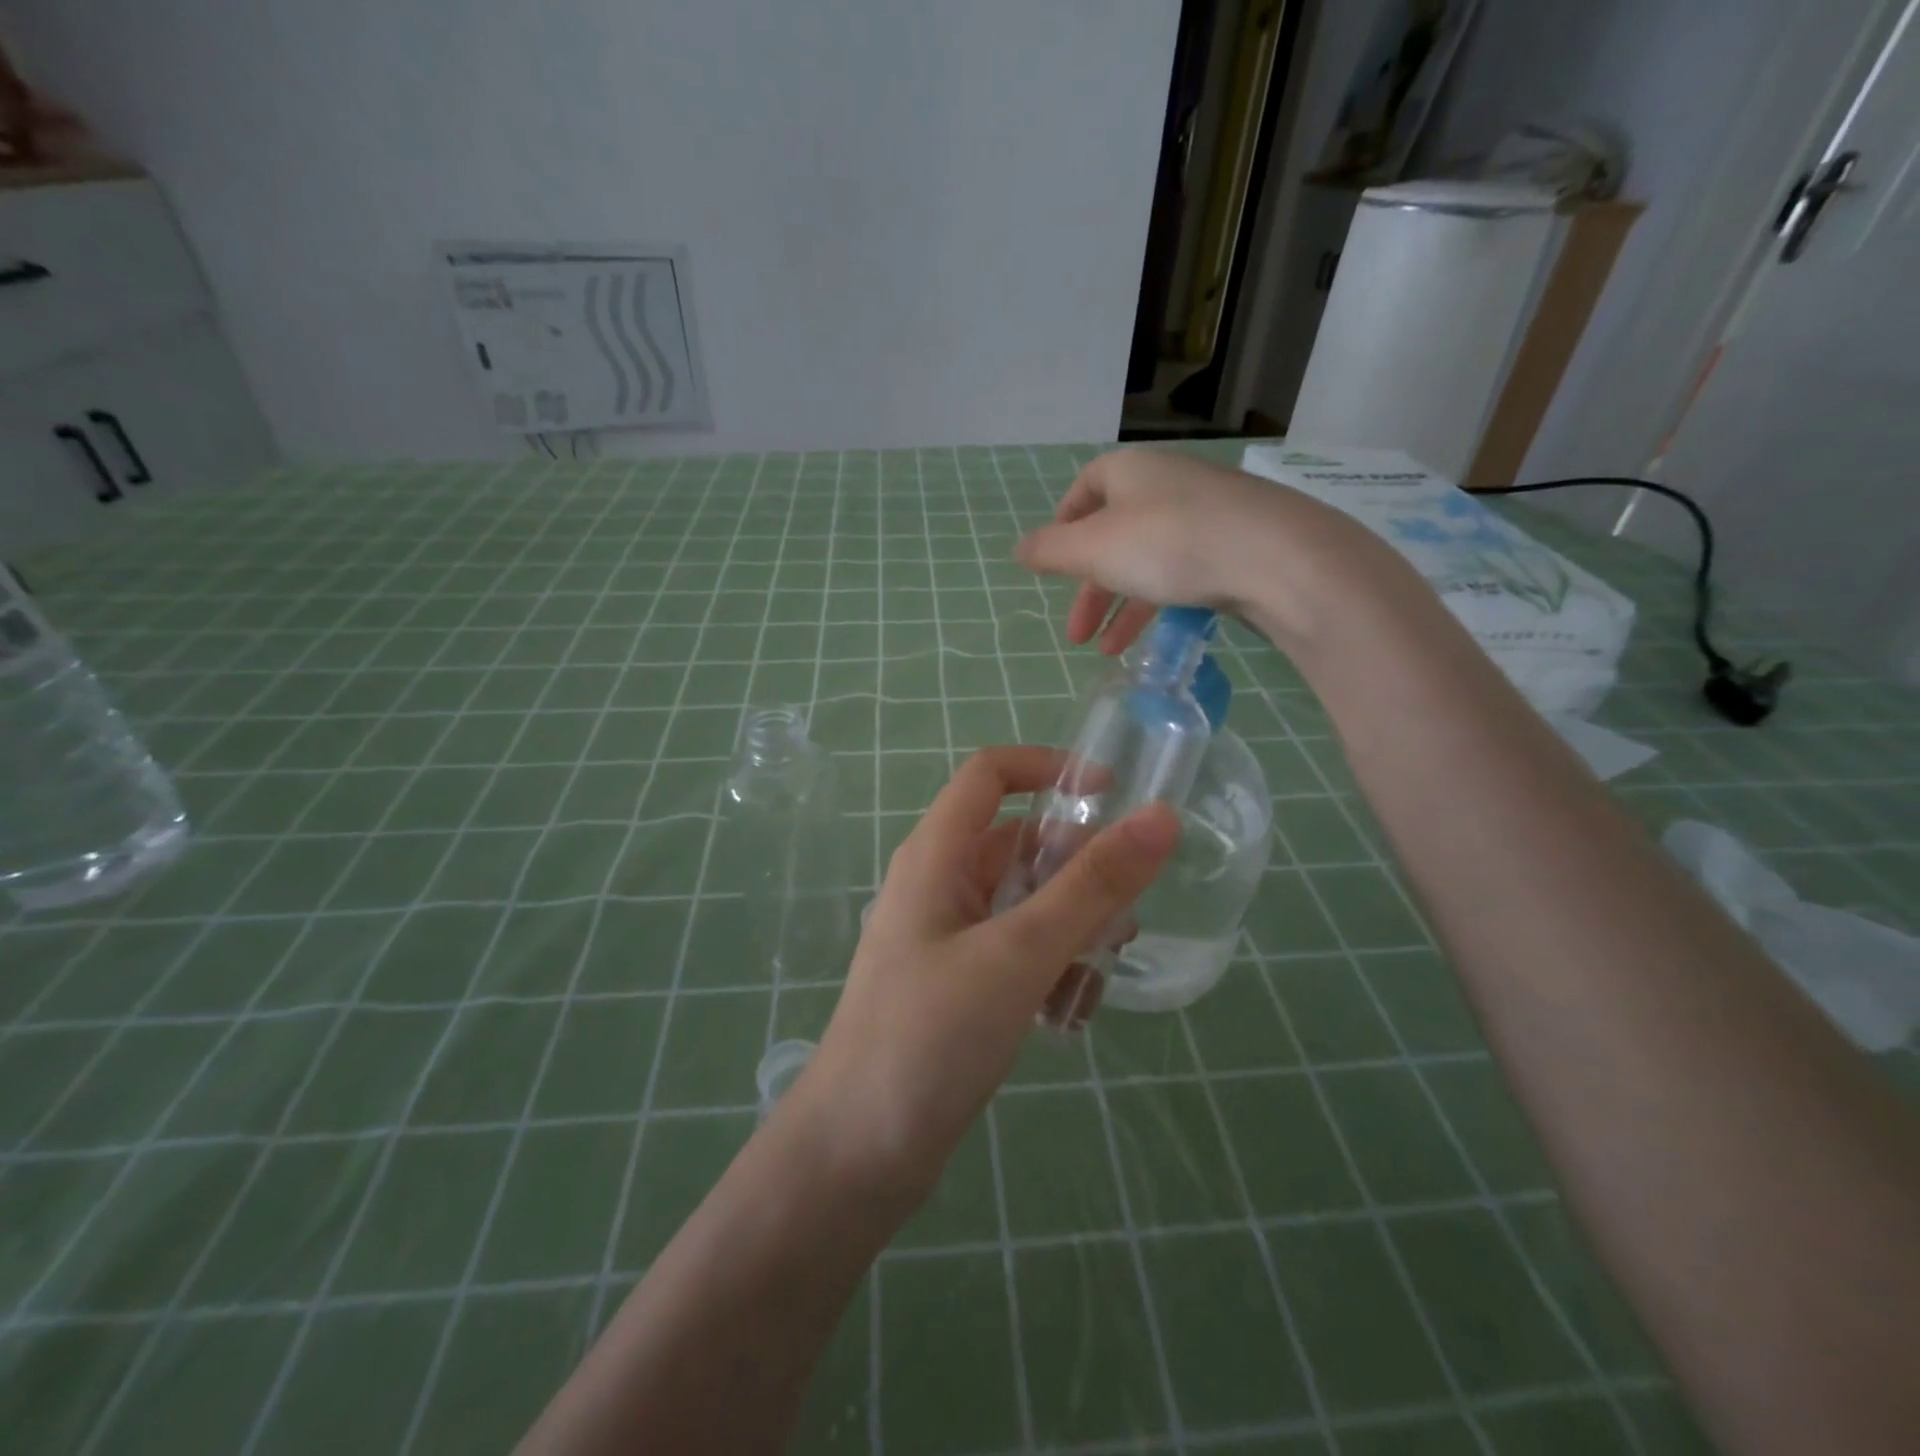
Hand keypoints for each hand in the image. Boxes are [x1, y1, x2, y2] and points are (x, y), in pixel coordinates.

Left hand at [792, 746, 1177, 1198]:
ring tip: (1093, 981)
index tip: (1114, 795)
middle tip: (1119, 923)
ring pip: (1025, 902)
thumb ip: (1092, 885)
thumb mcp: (1019, 953)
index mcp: (936, 854)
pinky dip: (1049, 968)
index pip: (990, 773)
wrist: (856, 1154)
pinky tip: (1066, 1018)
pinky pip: (1017, 951)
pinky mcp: (957, 983)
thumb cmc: (929, 1036)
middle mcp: (938, 884)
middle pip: (1019, 843)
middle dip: (1076, 872)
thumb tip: (1160, 816)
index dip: (1050, 768)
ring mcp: (946, 936)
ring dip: (1070, 929)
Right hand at [1014, 447, 1392, 654]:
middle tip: (1075, 633)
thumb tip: (1019, 550)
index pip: (1086, 488)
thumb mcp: (1095, 549)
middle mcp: (1168, 484)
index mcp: (1131, 472)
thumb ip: (1051, 551)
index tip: (1054, 564)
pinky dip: (1161, 605)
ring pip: (1149, 560)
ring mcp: (1207, 514)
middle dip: (1090, 588)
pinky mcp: (1237, 546)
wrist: (1278, 558)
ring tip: (1108, 651)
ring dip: (1123, 607)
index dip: (1064, 525)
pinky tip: (1153, 640)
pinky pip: (1184, 573)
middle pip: (1115, 534)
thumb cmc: (1170, 543)